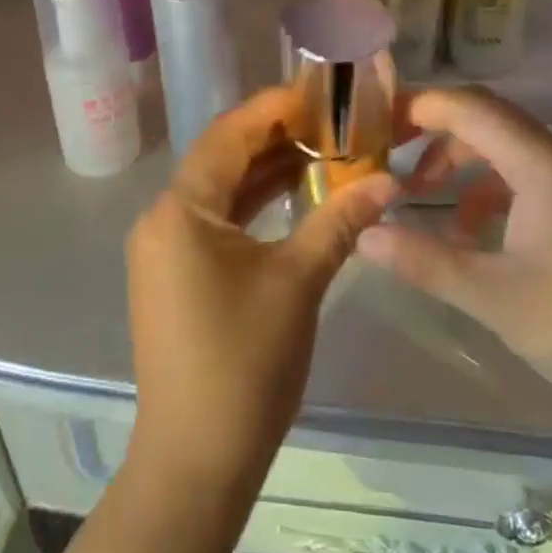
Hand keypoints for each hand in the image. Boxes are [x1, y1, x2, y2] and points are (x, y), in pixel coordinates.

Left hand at [125, 87, 395, 490]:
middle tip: (328, 121)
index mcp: (181, 209)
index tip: (317, 92)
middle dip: (273, 137)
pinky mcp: (174, 275)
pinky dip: (251, 205)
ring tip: (319, 151)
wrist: (195, 460)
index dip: (273, 108)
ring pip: (219, 191)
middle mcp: (162, 218)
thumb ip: (340, 222)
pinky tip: (290, 197)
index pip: (228, 135)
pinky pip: (215, 221)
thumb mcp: (298, 282)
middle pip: (221, 158)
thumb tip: (388, 180)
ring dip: (264, 171)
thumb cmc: (245, 363)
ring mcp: (164, 249)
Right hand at [356, 86, 551, 450]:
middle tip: (387, 157)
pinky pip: (523, 180)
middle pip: (486, 120)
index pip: (471, 107)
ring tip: (419, 198)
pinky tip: (466, 234)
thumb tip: (364, 235)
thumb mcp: (494, 298)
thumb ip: (424, 260)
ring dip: (458, 163)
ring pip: (504, 150)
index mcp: (543, 166)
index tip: (374, 125)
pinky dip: (485, 192)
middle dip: (433, 132)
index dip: (420, 105)